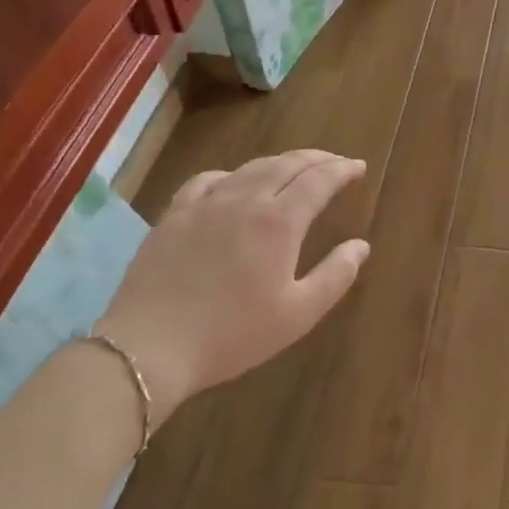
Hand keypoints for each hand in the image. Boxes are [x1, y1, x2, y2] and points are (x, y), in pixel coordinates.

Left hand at [94, 151, 369, 425]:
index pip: (320, 180)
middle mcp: (247, 199)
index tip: (358, 167)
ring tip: (295, 168)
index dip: (343, 169)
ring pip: (252, 167)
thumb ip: (335, 276)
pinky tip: (234, 184)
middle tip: (336, 162)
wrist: (148, 348)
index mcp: (280, 221)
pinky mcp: (175, 215)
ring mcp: (207, 203)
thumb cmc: (231, 335)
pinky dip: (233, 174)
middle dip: (318, 159)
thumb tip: (360, 245)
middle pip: (288, 164)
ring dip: (281, 162)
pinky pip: (209, 179)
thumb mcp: (297, 314)